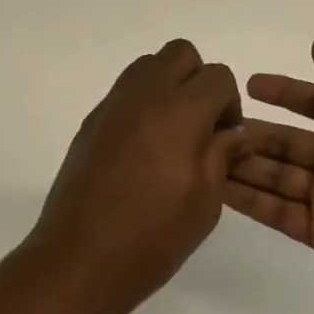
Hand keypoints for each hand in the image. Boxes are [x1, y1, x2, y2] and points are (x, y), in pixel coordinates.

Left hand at [25, 38, 244, 313]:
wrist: (79, 260)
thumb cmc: (152, 238)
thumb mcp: (205, 202)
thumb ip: (222, 156)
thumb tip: (233, 134)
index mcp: (179, 112)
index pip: (217, 76)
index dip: (229, 103)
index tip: (225, 138)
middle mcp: (144, 95)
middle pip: (181, 54)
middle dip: (198, 81)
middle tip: (201, 125)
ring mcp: (113, 105)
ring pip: (148, 65)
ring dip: (168, 86)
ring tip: (172, 134)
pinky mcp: (91, 121)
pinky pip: (125, 91)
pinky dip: (142, 104)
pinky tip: (142, 150)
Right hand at [227, 35, 313, 313]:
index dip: (286, 92)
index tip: (249, 85)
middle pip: (292, 141)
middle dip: (257, 133)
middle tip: (213, 127)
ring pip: (280, 175)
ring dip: (247, 164)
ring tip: (205, 155)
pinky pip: (280, 211)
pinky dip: (251, 200)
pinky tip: (219, 189)